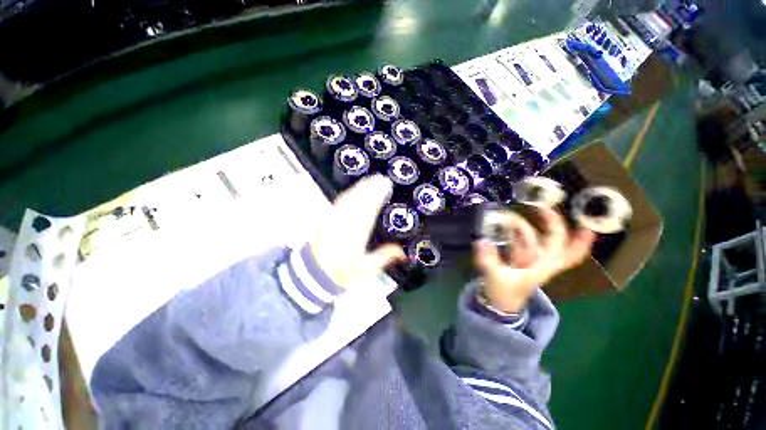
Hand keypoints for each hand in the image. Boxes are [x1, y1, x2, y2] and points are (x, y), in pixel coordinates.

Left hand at [310, 174, 405, 287]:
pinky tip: (354, 190)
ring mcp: (333, 218)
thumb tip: (401, 252)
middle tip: (381, 179)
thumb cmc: (342, 272)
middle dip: (371, 187)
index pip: (369, 209)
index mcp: (356, 234)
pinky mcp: (325, 218)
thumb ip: (384, 257)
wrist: (314, 273)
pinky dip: (349, 194)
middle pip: (359, 200)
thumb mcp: (366, 269)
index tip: (386, 186)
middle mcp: (344, 222)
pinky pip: (339, 202)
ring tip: (371, 180)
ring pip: (349, 198)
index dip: (378, 195)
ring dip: (360, 187)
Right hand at [474, 208, 595, 312]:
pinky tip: (503, 225)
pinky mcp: (518, 258)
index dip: (580, 241)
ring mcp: (529, 258)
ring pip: (532, 238)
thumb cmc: (504, 293)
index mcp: (543, 266)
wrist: (499, 304)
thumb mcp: (497, 277)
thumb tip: (481, 241)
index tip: (587, 225)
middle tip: (540, 206)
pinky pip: (518, 241)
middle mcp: (541, 260)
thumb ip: (488, 259)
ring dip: (520, 226)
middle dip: (550, 223)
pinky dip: (512, 233)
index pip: (568, 254)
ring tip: (505, 216)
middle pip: (554, 240)